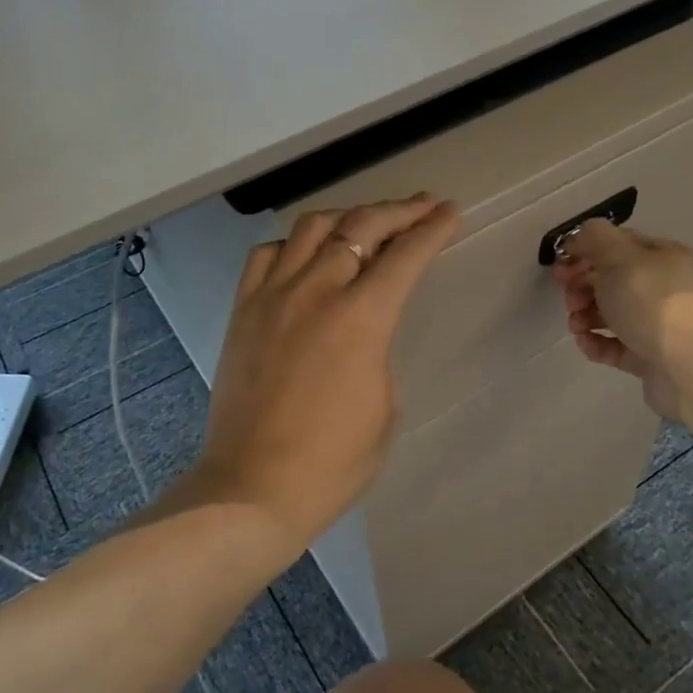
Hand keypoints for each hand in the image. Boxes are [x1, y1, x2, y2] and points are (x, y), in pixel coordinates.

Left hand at [197, 195, 459, 553]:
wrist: (253, 487)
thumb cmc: (332, 461)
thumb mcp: (384, 405)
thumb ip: (378, 348)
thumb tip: (365, 325)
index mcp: (360, 318)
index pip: (406, 255)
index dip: (433, 228)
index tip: (449, 212)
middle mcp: (315, 291)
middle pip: (361, 226)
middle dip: (399, 210)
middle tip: (422, 204)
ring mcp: (272, 296)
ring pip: (312, 227)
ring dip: (348, 215)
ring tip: (368, 221)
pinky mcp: (243, 309)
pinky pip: (267, 254)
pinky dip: (295, 243)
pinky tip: (307, 253)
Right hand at [552, 219, 692, 422]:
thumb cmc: (653, 302)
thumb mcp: (620, 256)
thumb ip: (595, 238)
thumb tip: (580, 237)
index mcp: (661, 256)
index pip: (617, 245)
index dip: (585, 252)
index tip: (561, 266)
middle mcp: (663, 287)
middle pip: (612, 280)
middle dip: (582, 286)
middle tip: (569, 299)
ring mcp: (658, 325)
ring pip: (612, 314)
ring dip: (585, 316)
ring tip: (576, 326)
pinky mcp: (651, 358)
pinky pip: (616, 347)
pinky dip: (597, 344)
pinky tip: (587, 344)